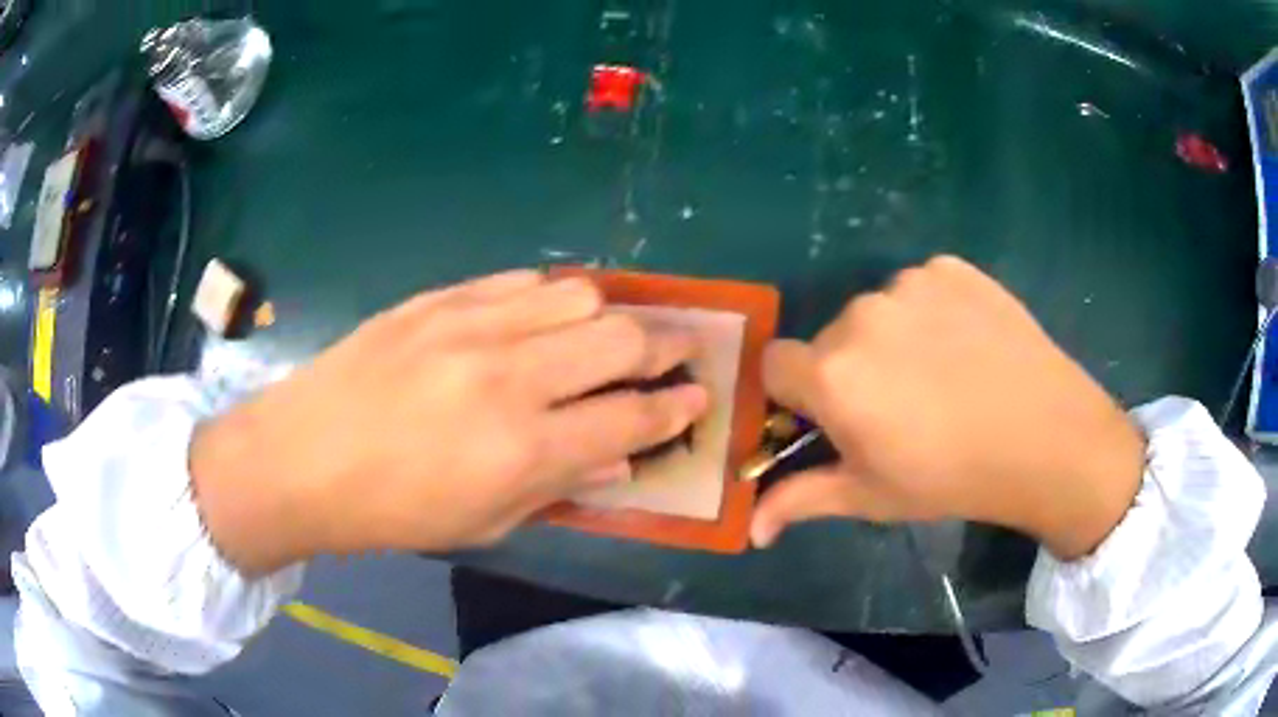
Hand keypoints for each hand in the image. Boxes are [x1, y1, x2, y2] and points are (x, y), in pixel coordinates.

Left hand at [191, 270, 707, 573]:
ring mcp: (470, 325)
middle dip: (667, 345)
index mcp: (522, 450)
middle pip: (621, 338)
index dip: (675, 409)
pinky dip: (554, 295)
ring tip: (613, 332)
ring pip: (580, 294)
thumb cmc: (393, 510)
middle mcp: (509, 377)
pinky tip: (552, 313)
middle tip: (679, 353)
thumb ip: (561, 485)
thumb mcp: (485, 523)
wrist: (303, 457)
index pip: (631, 418)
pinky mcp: (439, 298)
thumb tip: (622, 457)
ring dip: (613, 313)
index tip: (696, 400)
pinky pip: (522, 280)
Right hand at [753, 256, 1144, 559]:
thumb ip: (801, 501)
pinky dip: (931, 312)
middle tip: (898, 408)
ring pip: (877, 311)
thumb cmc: (953, 477)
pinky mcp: (951, 268)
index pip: (776, 364)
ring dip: (891, 339)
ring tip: (939, 376)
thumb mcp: (872, 497)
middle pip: (831, 338)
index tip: (831, 417)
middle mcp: (862, 315)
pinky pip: (921, 288)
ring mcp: (911, 284)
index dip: (796, 394)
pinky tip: (965, 346)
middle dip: (849, 370)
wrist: (1046, 437)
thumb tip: (750, 531)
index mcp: (833, 375)